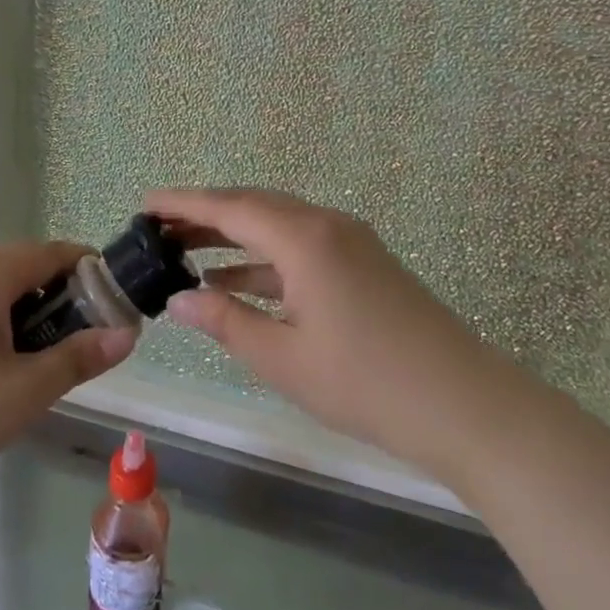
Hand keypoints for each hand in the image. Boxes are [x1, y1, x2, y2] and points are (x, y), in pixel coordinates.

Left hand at [0, 242, 136, 497]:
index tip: (114, 306)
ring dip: (28, 314)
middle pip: (24, 267)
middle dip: (61, 297)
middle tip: (80, 343)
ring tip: (40, 363)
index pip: (53, 252)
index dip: (90, 272)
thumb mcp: (23, 392)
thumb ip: (78, 358)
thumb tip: (127, 333)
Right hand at [147, 188, 498, 479]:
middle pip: (253, 206)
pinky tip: (236, 282)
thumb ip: (227, 322)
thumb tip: (179, 299)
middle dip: (204, 215)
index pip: (229, 207)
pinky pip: (300, 248)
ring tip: (185, 252)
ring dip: (233, 237)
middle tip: (158, 228)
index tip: (144, 203)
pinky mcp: (363, 264)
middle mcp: (326, 225)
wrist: (465, 405)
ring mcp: (350, 242)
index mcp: (304, 238)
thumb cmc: (366, 383)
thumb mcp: (283, 358)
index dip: (182, 203)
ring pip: (277, 225)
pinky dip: (264, 260)